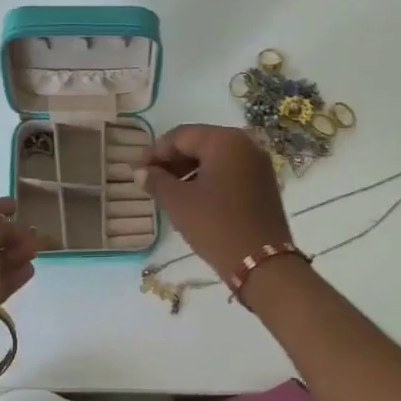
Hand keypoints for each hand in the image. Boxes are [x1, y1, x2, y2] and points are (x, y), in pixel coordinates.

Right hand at [138, 125, 292, 277]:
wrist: (263, 264)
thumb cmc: (216, 225)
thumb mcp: (178, 202)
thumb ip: (156, 181)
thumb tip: (141, 172)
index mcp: (224, 140)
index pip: (180, 136)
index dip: (154, 152)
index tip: (136, 170)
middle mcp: (245, 144)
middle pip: (199, 144)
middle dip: (172, 161)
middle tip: (150, 180)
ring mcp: (258, 164)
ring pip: (214, 159)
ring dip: (188, 171)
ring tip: (167, 192)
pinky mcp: (263, 184)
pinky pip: (229, 172)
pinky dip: (207, 180)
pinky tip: (192, 198)